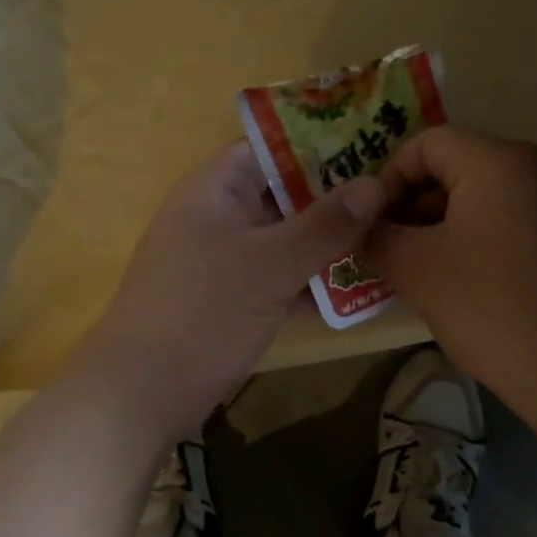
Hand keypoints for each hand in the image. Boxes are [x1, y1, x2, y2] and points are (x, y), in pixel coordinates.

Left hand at [77, 142, 386, 441]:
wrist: (142, 393)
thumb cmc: (205, 312)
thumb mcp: (272, 264)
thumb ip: (325, 224)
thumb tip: (376, 184)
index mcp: (214, 188)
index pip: (271, 147)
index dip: (321, 143)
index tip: (373, 148)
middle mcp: (217, 215)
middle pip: (282, 192)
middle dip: (334, 197)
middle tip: (393, 196)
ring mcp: (221, 259)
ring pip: (283, 238)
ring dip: (326, 241)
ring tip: (387, 236)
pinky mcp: (228, 299)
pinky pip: (277, 276)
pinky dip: (309, 280)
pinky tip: (357, 288)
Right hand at [369, 126, 536, 408]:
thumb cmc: (490, 309)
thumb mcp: (416, 269)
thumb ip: (377, 236)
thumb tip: (359, 227)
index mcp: (502, 161)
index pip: (429, 144)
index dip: (389, 177)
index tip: (370, 220)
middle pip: (463, 165)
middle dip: (417, 202)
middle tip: (389, 244)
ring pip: (492, 194)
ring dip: (449, 221)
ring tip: (421, 264)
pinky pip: (521, 217)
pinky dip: (485, 234)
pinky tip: (467, 276)